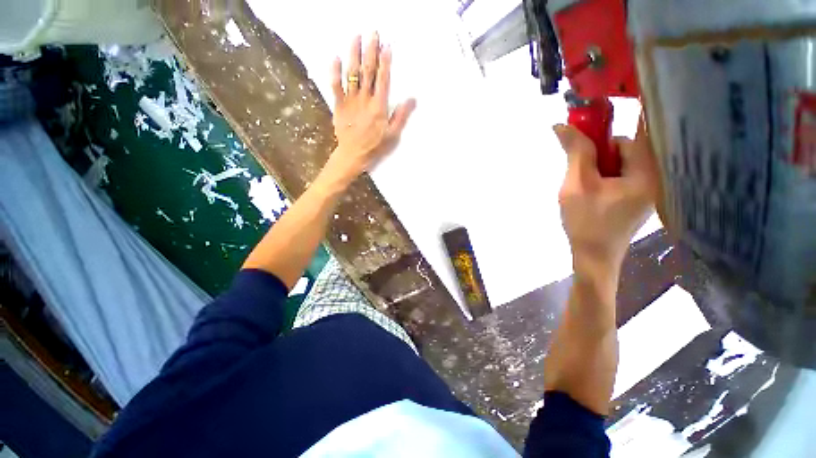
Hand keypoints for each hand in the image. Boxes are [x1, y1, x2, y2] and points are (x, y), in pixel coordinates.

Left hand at [321, 33, 416, 186]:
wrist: (353, 154)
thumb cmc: (375, 146)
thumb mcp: (393, 135)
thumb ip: (401, 116)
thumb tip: (412, 99)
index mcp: (379, 106)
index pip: (383, 79)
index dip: (385, 62)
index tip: (387, 46)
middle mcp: (365, 99)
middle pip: (368, 71)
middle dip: (370, 51)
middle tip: (373, 33)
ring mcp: (350, 101)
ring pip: (352, 74)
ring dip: (354, 54)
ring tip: (356, 38)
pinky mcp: (339, 105)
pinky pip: (335, 85)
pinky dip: (335, 72)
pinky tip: (335, 58)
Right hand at [555, 119, 657, 275]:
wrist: (593, 255)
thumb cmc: (586, 222)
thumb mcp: (577, 185)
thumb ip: (576, 152)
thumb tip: (562, 125)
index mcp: (648, 172)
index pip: (636, 131)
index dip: (612, 124)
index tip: (590, 121)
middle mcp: (656, 176)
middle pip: (626, 147)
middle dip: (599, 154)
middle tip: (580, 171)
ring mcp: (649, 187)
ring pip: (621, 161)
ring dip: (599, 166)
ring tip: (585, 186)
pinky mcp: (639, 194)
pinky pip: (621, 173)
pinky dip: (604, 175)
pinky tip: (593, 191)